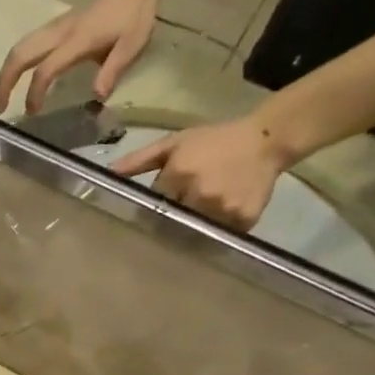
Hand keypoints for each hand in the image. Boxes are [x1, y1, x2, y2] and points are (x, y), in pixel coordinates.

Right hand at [0, 0, 160, 116]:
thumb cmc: (133, 18)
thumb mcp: (132, 46)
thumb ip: (113, 70)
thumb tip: (97, 97)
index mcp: (77, 41)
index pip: (46, 68)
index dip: (35, 92)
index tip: (33, 112)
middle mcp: (59, 32)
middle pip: (20, 54)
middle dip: (5, 82)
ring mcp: (54, 28)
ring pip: (19, 48)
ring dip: (6, 73)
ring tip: (2, 98)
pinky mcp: (54, 28)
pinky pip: (26, 45)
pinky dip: (14, 64)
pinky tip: (15, 80)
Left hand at [109, 115, 292, 230]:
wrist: (266, 140)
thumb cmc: (214, 140)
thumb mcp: (174, 143)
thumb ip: (139, 160)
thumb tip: (108, 174)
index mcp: (178, 175)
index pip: (155, 204)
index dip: (157, 205)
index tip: (159, 205)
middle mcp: (199, 195)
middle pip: (173, 220)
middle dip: (174, 218)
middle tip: (181, 211)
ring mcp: (222, 209)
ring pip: (196, 230)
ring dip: (195, 226)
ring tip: (201, 214)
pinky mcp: (243, 220)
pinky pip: (221, 234)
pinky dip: (218, 230)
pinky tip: (221, 217)